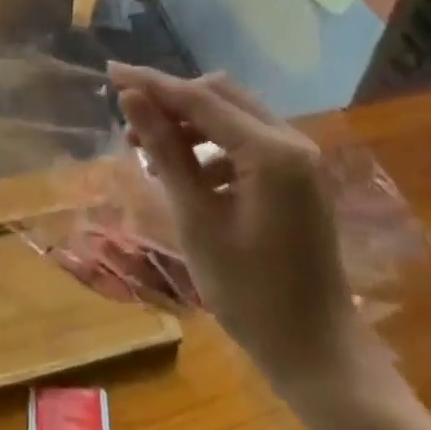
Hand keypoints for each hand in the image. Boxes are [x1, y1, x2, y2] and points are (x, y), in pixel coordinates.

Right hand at [108, 63, 364, 388]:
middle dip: (172, 99)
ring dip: (190, 121)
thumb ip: (165, 151)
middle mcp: (291, 141)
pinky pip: (248, 138)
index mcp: (271, 152)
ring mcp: (300, 157)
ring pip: (233, 113)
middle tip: (128, 115)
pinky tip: (187, 171)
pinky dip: (214, 143)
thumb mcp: (197, 221)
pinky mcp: (299, 175)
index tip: (111, 72)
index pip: (200, 98)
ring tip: (149, 146)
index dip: (152, 83)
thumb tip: (131, 98)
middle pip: (220, 95)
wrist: (319, 357)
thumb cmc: (251, 296)